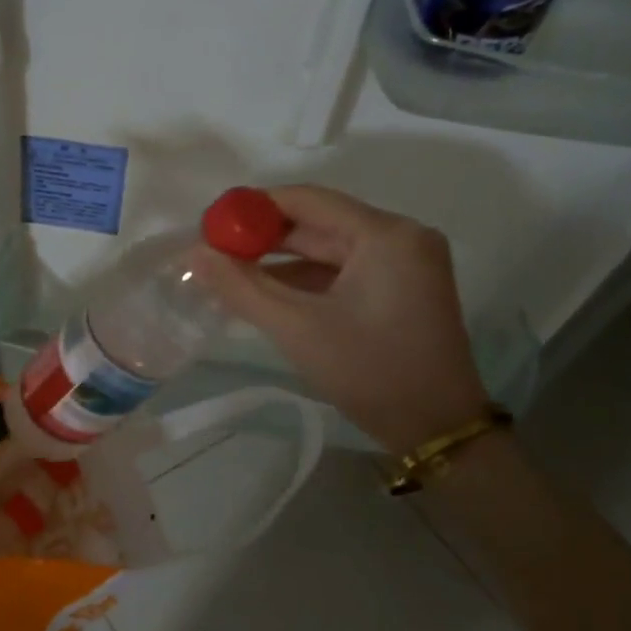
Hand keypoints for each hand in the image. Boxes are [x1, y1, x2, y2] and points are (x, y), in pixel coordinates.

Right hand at [195, 185, 489, 451]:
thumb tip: (193, 254)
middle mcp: (401, 237)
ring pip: (329, 249)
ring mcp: (405, 263)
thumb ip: (241, 287)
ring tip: (230, 275)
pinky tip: (267, 294)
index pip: (307, 200)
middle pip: (319, 223)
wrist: (437, 430)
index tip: (212, 226)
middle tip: (214, 253)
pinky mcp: (402, 288)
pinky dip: (306, 281)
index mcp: (385, 235)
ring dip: (282, 263)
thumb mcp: (296, 328)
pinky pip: (344, 271)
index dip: (254, 208)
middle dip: (265, 239)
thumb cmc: (369, 372)